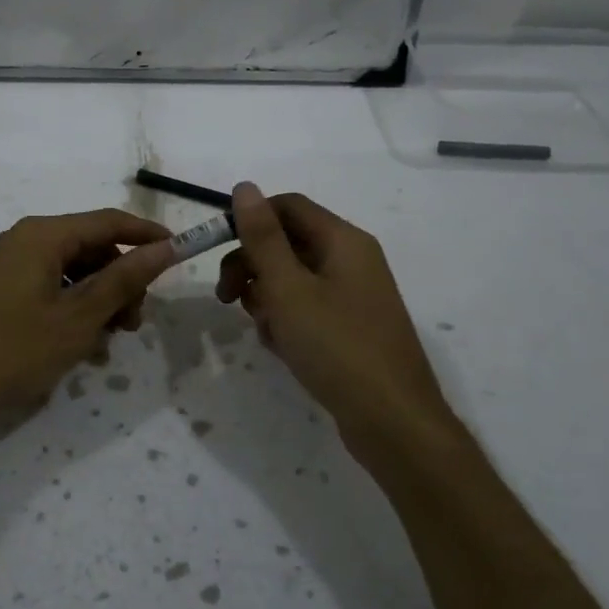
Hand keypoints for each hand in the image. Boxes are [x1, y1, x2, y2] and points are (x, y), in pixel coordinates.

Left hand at [0, 209, 175, 427]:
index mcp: (43, 235)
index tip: (179, 254)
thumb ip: (122, 280)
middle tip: (134, 323)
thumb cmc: (10, 349)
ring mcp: (6, 266)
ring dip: (97, 302)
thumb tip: (163, 249)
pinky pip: (47, 289)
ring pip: (70, 272)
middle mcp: (24, 240)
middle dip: (120, 281)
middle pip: (90, 247)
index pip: (109, 221)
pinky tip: (80, 348)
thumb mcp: (76, 318)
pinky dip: (70, 311)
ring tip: (106, 343)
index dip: (147, 236)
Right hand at [216, 183, 454, 466]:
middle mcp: (351, 261)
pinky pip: (306, 310)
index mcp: (343, 241)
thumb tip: (245, 186)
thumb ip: (263, 238)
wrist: (393, 423)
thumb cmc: (337, 347)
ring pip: (292, 280)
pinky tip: (282, 348)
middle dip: (251, 266)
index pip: (287, 206)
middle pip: (287, 243)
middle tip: (226, 298)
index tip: (216, 249)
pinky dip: (287, 322)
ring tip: (266, 330)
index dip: (248, 220)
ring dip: (266, 299)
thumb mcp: (288, 289)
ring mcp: (353, 297)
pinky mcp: (350, 328)